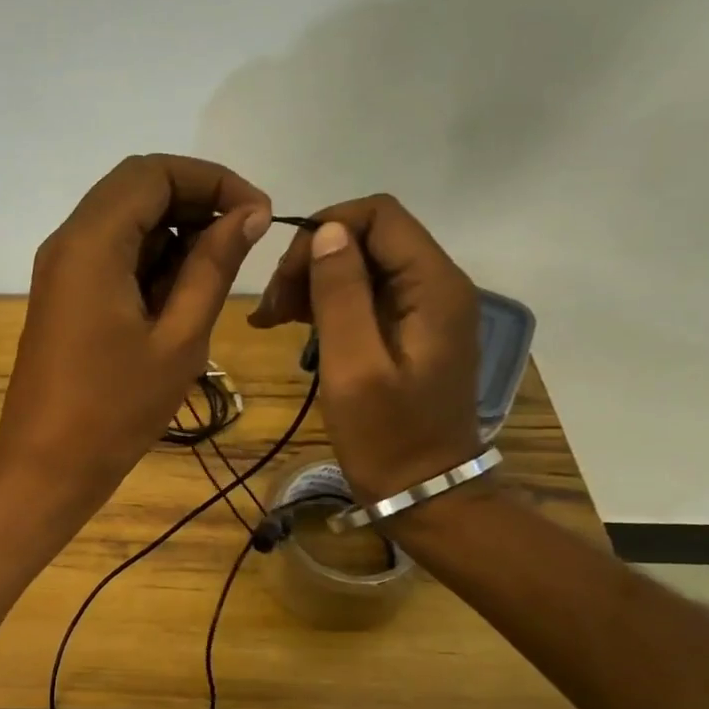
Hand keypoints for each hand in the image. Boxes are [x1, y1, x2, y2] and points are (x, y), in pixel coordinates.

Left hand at [0, 155, 272, 506]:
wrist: (47, 465)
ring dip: (173, 235)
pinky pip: (110, 255)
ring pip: (123, 222)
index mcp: (91, 243)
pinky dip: (149, 261)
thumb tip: (248, 213)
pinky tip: (178, 300)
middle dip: (195, 203)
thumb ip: (213, 267)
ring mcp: (61, 269)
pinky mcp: (63, 295)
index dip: (211, 180)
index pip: (153, 172)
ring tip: (213, 280)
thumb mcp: (179, 337)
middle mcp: (68, 242)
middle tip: (241, 243)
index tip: (257, 215)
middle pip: (135, 189)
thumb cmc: (116, 409)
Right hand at [249, 196, 479, 501]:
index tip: (285, 277)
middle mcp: (437, 285)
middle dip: (313, 261)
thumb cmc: (387, 437)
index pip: (379, 215)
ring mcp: (425, 308)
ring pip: (362, 264)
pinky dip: (326, 303)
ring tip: (273, 320)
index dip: (325, 230)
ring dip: (314, 282)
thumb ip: (341, 294)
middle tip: (272, 309)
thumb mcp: (354, 367)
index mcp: (434, 286)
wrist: (424, 493)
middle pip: (369, 237)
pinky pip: (365, 295)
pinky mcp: (410, 330)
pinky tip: (295, 326)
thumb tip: (326, 232)